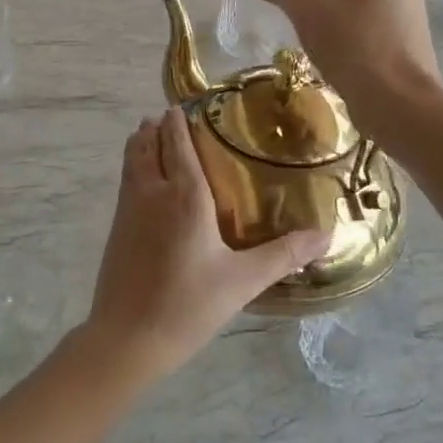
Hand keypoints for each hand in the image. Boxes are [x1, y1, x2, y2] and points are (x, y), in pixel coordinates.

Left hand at [83, 108, 326, 382]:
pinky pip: (125, 181)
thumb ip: (284, 254)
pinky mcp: (116, 228)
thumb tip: (326, 235)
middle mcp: (152, 192)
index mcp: (184, 196)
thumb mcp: (243, 280)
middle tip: (172, 118)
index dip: (179, 122)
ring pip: (132, 161)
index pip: (178, 144)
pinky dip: (134, 166)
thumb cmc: (188, 305)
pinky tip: (144, 181)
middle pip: (148, 144)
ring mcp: (128, 209)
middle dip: (157, 127)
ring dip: (141, 143)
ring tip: (152, 135)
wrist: (127, 338)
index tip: (184, 105)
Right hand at [240, 0, 442, 135]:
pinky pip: (371, 17)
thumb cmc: (350, 40)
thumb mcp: (302, 6)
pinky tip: (345, 53)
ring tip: (322, 42)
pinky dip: (352, 29)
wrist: (397, 97)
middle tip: (301, 24)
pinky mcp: (413, 27)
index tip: (284, 4)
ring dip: (331, 14)